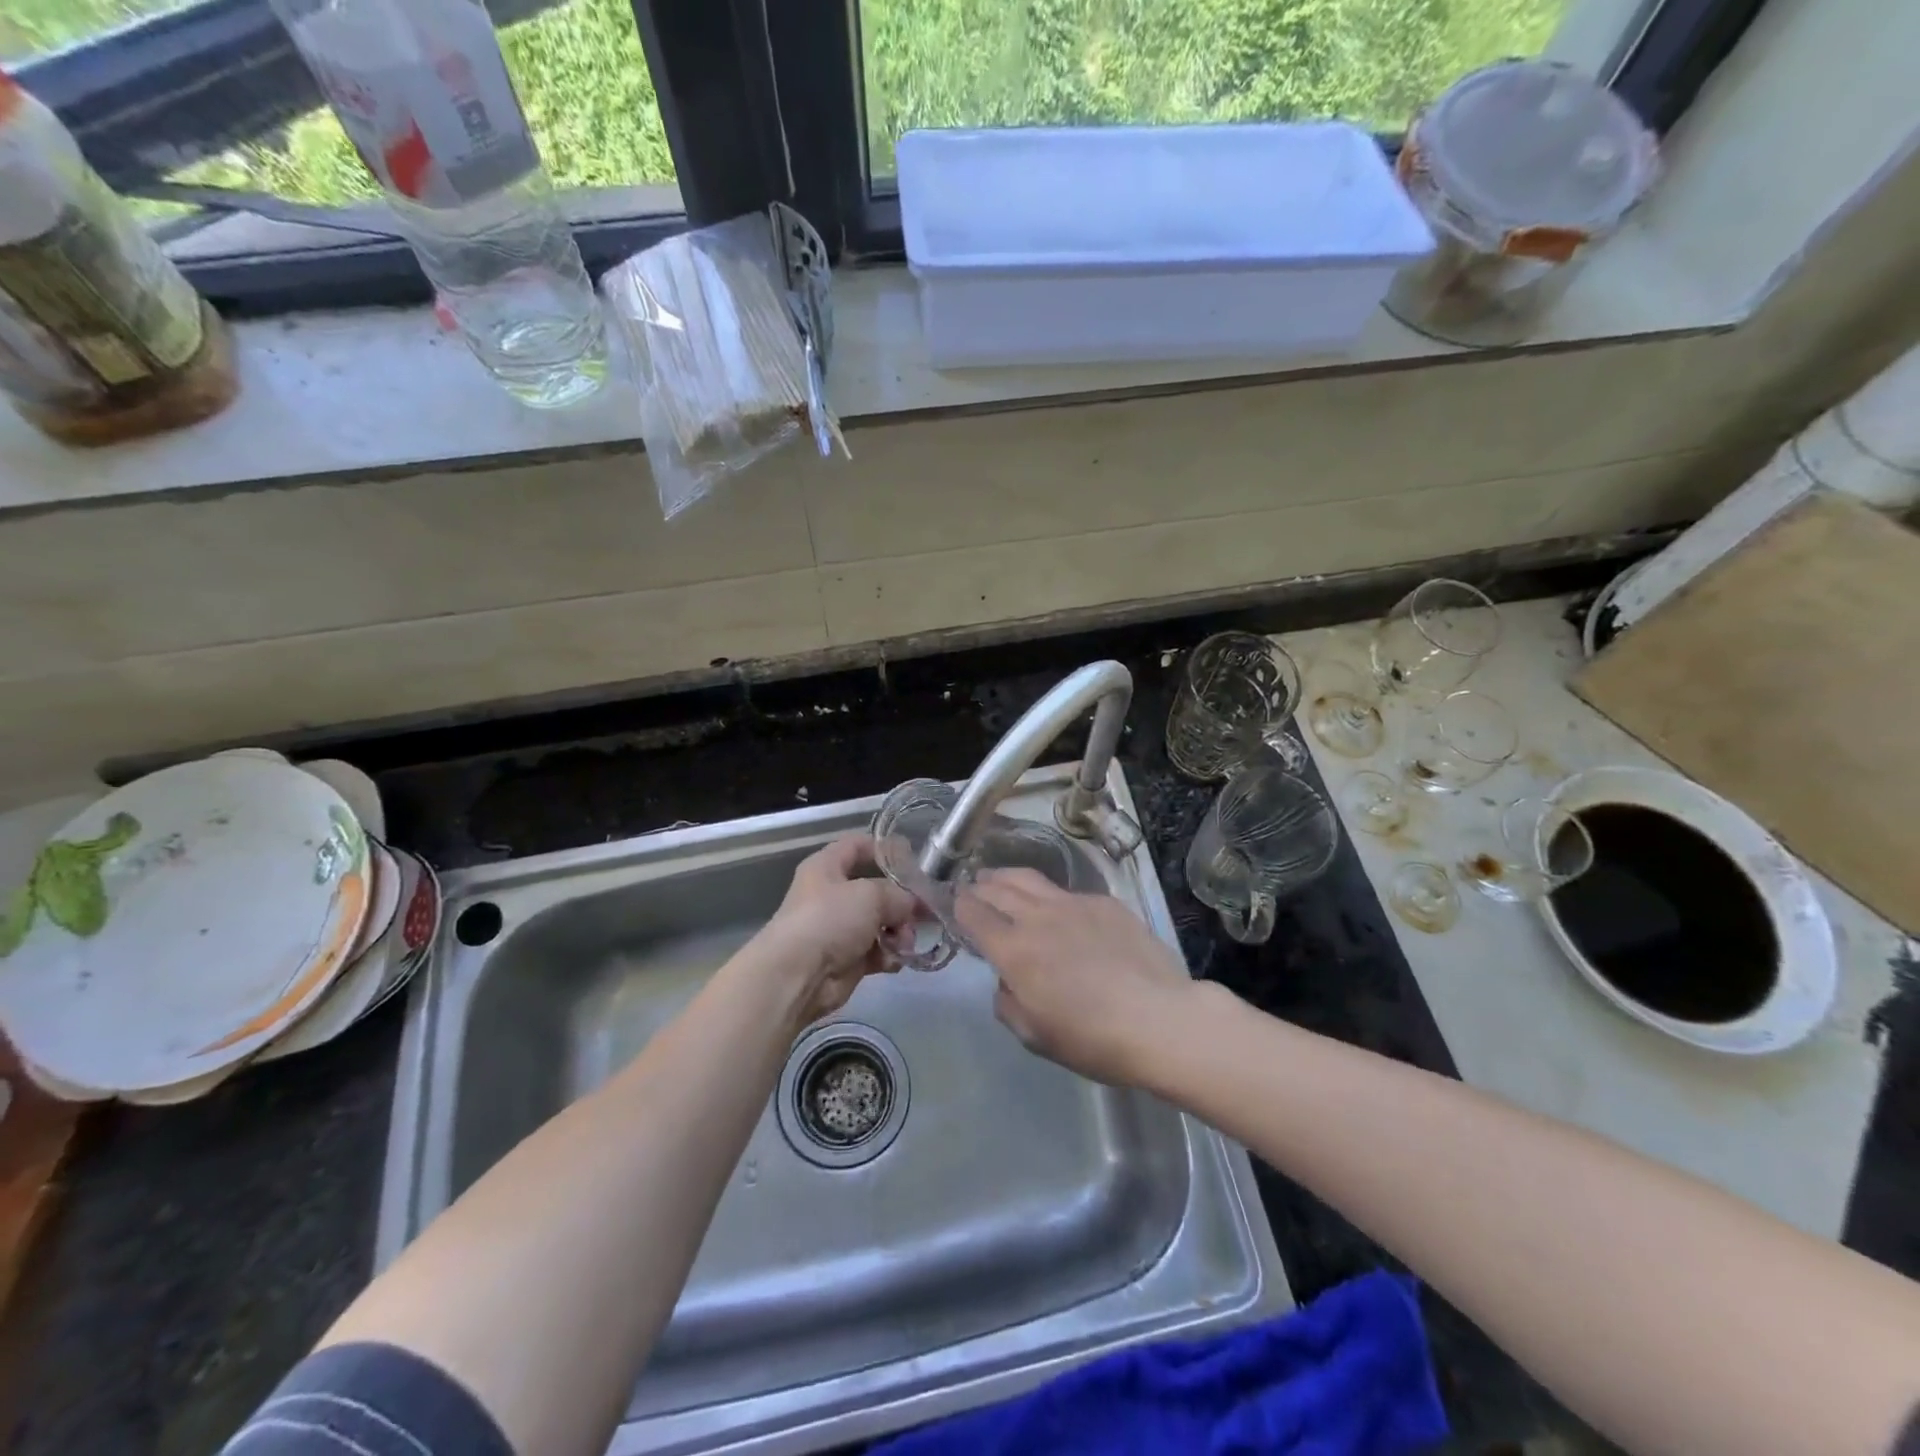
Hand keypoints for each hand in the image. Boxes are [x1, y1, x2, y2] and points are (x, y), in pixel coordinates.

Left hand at [754, 835, 919, 1024]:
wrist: (798, 975)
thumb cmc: (830, 919)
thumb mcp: (871, 895)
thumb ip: (899, 894)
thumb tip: (914, 904)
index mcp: (827, 867)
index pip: (857, 845)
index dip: (884, 848)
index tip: (913, 857)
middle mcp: (832, 895)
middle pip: (876, 889)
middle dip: (902, 900)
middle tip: (923, 910)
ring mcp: (839, 928)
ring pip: (880, 922)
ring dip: (899, 931)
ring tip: (905, 941)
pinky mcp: (846, 959)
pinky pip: (877, 951)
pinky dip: (889, 955)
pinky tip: (896, 960)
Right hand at [954, 869, 1198, 1085]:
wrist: (1160, 1019)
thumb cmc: (1093, 1039)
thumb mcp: (1035, 1036)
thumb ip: (1008, 1003)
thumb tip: (1007, 982)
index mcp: (1014, 950)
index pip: (974, 913)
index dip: (958, 906)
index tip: (954, 904)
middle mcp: (1037, 917)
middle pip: (998, 888)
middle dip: (979, 886)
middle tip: (972, 887)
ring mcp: (1073, 904)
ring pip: (1030, 880)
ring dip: (1007, 878)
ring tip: (1000, 879)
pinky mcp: (1104, 903)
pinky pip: (1067, 893)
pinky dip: (1050, 896)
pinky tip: (1057, 909)